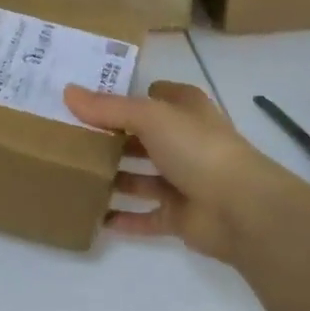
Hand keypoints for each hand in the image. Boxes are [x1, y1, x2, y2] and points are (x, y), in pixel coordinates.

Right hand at [64, 80, 283, 263]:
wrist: (242, 209)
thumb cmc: (197, 149)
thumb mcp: (149, 116)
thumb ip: (107, 108)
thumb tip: (67, 92)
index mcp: (185, 110)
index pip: (153, 95)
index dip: (125, 96)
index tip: (86, 100)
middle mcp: (185, 142)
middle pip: (142, 138)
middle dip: (111, 139)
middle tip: (68, 139)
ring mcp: (184, 181)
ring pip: (140, 178)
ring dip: (113, 179)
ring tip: (73, 177)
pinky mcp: (180, 216)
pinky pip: (145, 217)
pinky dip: (123, 218)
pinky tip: (94, 217)